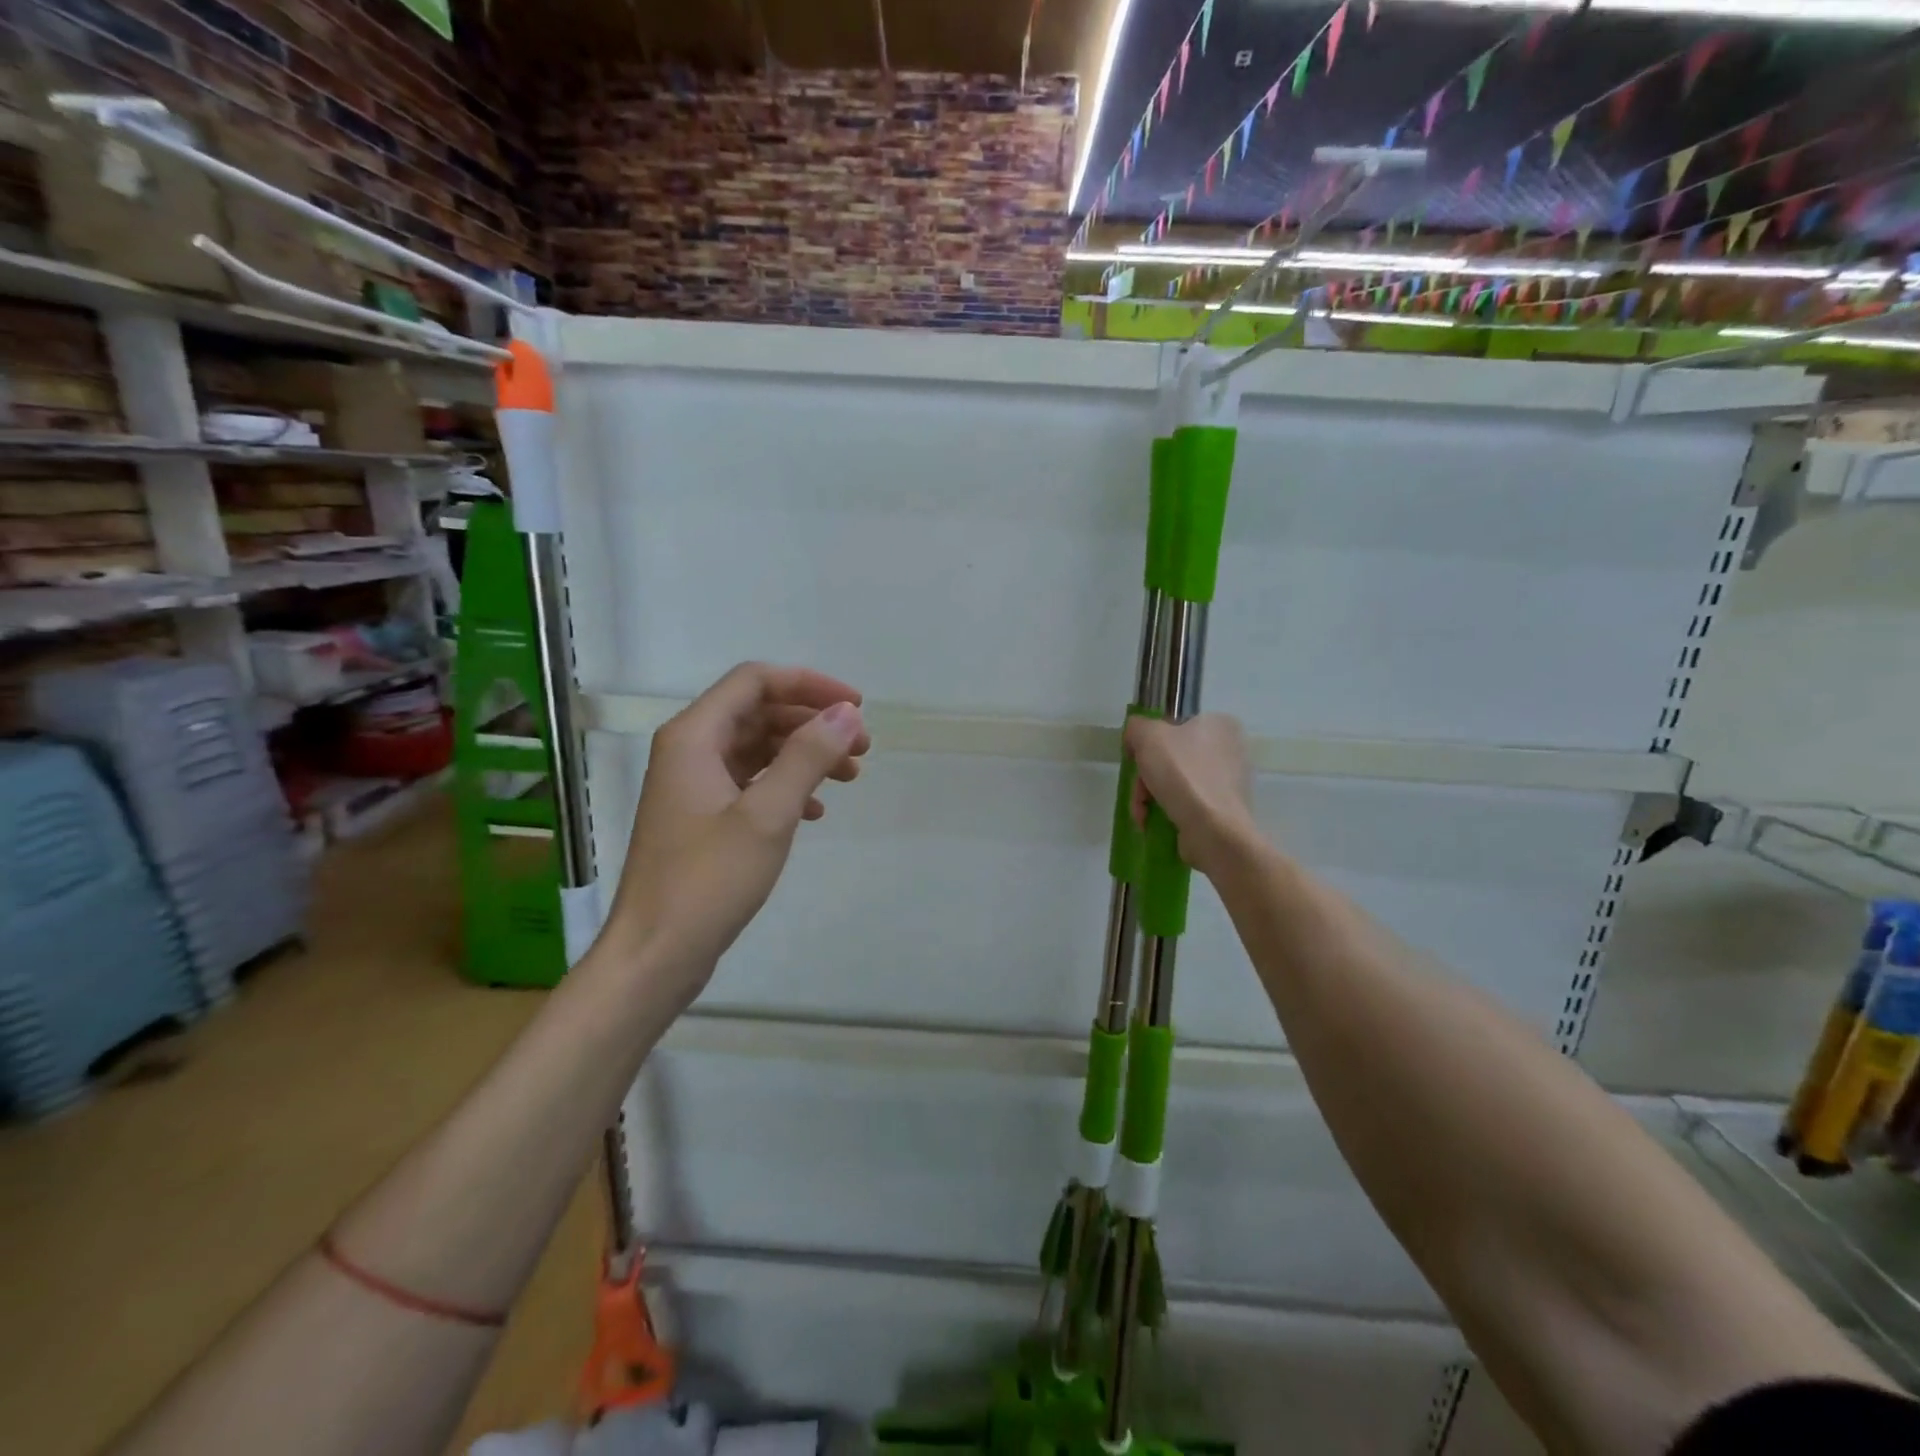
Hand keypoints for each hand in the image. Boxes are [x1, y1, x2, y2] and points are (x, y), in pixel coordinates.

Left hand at [604, 664, 869, 1000]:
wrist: (655, 954)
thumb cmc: (708, 881)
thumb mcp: (767, 814)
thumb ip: (808, 756)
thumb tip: (847, 714)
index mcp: (694, 736)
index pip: (755, 681)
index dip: (809, 685)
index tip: (855, 708)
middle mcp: (689, 751)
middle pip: (758, 712)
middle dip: (813, 722)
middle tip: (862, 747)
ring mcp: (693, 786)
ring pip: (758, 748)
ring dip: (805, 754)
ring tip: (851, 777)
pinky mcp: (702, 818)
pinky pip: (750, 783)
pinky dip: (786, 786)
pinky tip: (816, 810)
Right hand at [1124, 713, 1259, 878]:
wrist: (1213, 831)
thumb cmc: (1182, 774)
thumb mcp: (1148, 736)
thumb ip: (1136, 727)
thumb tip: (1135, 738)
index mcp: (1219, 724)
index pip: (1174, 724)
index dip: (1150, 740)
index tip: (1137, 757)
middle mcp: (1229, 749)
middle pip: (1171, 757)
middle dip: (1147, 776)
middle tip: (1139, 790)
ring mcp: (1228, 782)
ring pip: (1175, 782)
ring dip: (1150, 796)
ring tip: (1142, 812)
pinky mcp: (1222, 810)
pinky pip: (1186, 804)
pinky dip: (1166, 811)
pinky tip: (1151, 822)